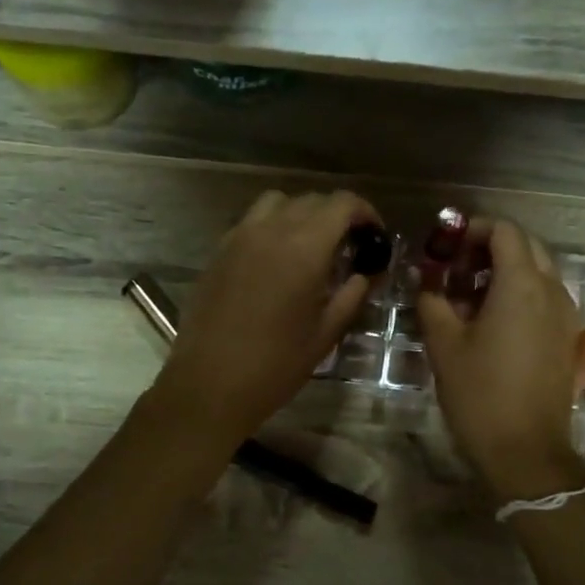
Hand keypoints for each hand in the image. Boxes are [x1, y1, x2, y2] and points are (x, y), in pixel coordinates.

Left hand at [152, 189, 380, 448]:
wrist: (209, 384)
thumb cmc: (275, 366)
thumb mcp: (325, 335)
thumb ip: (350, 296)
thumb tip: (363, 275)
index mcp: (304, 248)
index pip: (342, 204)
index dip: (366, 212)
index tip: (375, 235)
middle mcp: (271, 230)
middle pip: (311, 200)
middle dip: (337, 215)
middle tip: (349, 246)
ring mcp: (239, 237)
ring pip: (277, 203)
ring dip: (301, 215)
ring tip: (311, 247)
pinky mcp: (218, 252)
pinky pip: (251, 222)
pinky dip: (272, 227)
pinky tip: (277, 261)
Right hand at [418, 218, 584, 500]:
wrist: (526, 450)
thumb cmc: (480, 394)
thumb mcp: (444, 345)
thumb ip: (432, 302)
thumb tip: (427, 282)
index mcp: (522, 285)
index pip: (504, 231)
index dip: (473, 229)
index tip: (446, 246)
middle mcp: (552, 291)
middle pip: (526, 247)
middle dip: (490, 248)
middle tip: (456, 269)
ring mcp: (566, 316)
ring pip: (539, 273)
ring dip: (506, 272)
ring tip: (469, 297)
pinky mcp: (568, 340)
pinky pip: (546, 300)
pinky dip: (521, 296)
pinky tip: (493, 323)